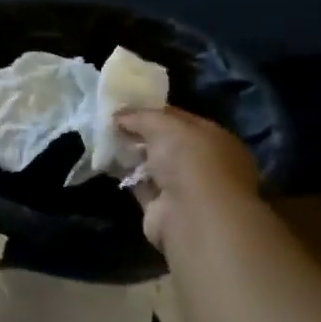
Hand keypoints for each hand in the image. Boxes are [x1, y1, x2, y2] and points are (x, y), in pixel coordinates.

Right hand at [116, 107, 261, 250]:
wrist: (192, 215)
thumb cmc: (189, 160)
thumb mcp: (165, 124)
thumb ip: (141, 116)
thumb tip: (118, 116)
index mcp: (215, 139)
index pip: (182, 120)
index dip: (154, 111)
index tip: (127, 106)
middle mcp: (203, 164)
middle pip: (167, 144)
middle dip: (141, 134)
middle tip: (112, 123)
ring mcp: (185, 189)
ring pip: (154, 166)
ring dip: (133, 155)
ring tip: (105, 140)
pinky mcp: (164, 210)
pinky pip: (142, 187)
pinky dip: (127, 177)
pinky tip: (108, 163)